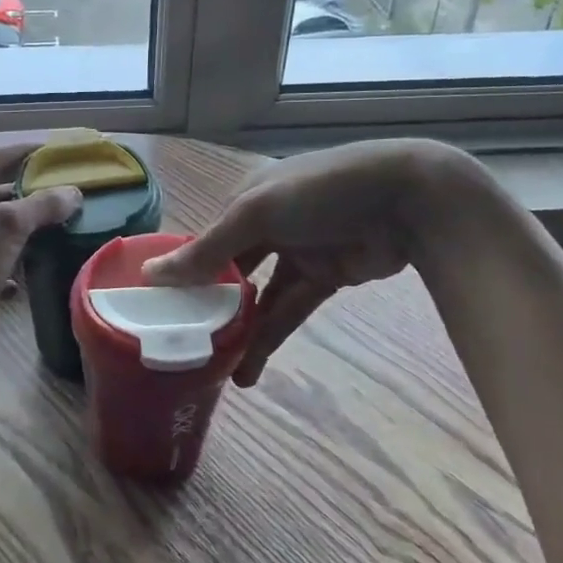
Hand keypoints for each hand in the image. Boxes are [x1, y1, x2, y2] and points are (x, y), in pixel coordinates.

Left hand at [0, 145, 81, 378]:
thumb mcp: (5, 229)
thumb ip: (39, 206)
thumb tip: (72, 192)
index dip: (20, 151)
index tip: (51, 152)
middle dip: (24, 193)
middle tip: (59, 196)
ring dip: (19, 231)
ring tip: (52, 235)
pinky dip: (7, 267)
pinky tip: (24, 280)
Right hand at [144, 140, 485, 385]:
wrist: (411, 200)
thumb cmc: (321, 192)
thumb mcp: (256, 214)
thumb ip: (207, 250)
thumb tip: (151, 275)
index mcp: (246, 200)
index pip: (205, 241)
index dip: (183, 275)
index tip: (159, 310)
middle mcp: (267, 225)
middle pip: (229, 272)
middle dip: (209, 307)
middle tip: (183, 345)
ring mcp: (298, 252)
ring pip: (258, 297)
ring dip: (238, 331)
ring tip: (212, 371)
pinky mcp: (326, 278)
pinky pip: (289, 310)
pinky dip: (269, 338)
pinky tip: (247, 370)